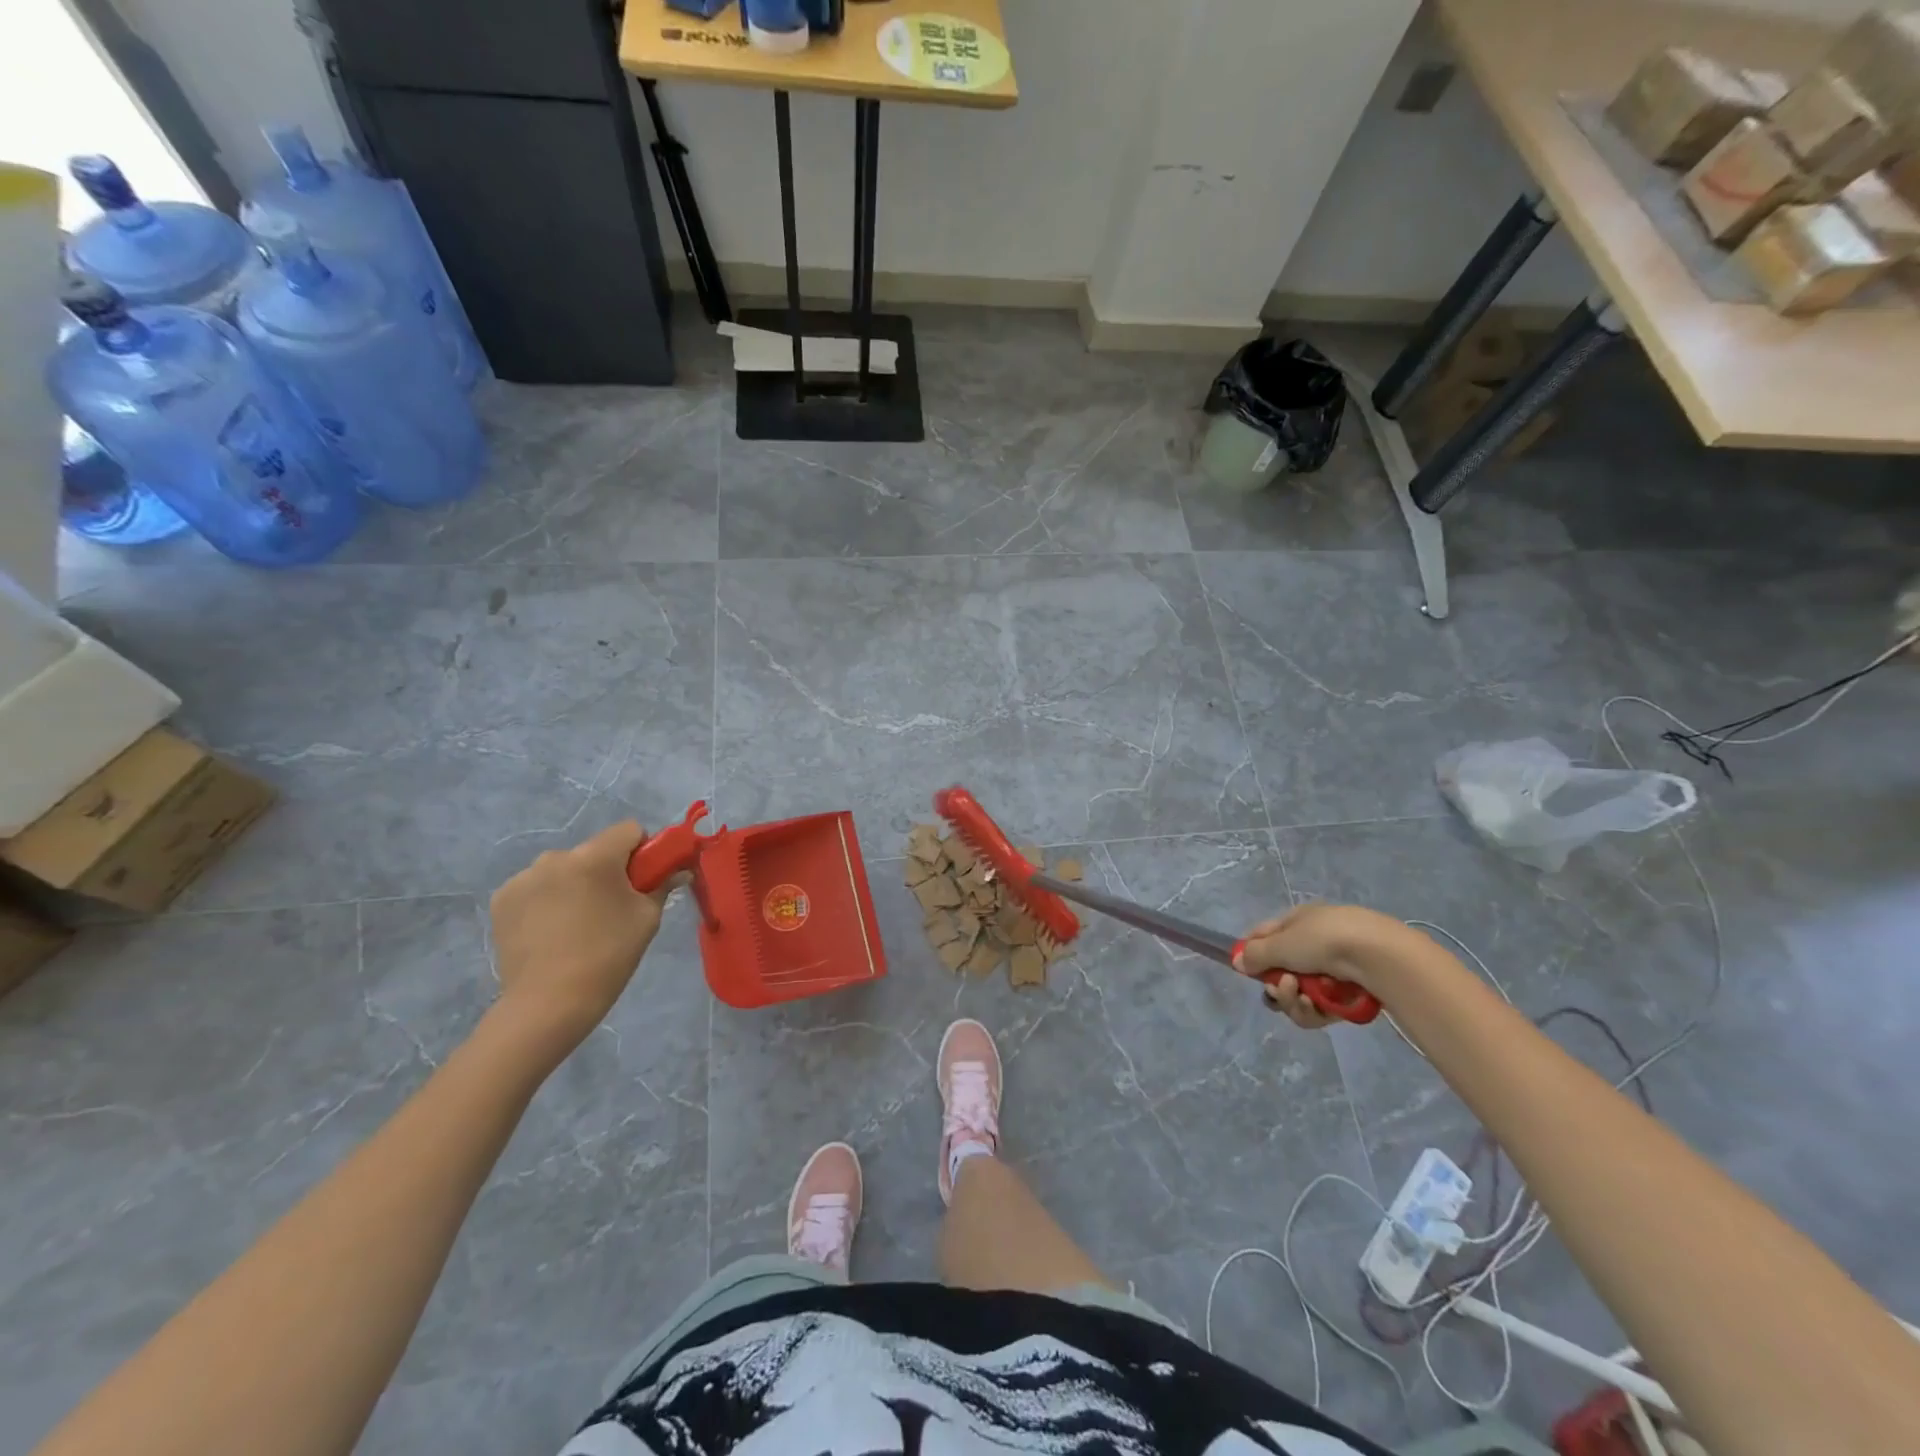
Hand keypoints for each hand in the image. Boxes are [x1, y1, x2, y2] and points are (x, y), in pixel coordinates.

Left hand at [489, 821, 672, 1051]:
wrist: (548, 1004)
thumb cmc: (608, 956)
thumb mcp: (647, 919)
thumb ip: (662, 885)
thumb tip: (678, 871)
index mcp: (595, 857)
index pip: (629, 830)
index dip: (643, 851)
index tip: (643, 880)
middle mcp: (556, 857)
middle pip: (594, 851)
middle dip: (607, 871)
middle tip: (612, 908)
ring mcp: (524, 878)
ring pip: (563, 869)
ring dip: (574, 885)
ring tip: (577, 925)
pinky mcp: (502, 900)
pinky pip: (536, 887)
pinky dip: (547, 901)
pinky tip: (550, 932)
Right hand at [1233, 903, 1411, 1028]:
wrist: (1378, 958)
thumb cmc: (1324, 940)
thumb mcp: (1281, 943)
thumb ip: (1255, 955)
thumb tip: (1236, 962)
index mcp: (1298, 922)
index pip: (1264, 936)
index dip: (1251, 953)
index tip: (1246, 969)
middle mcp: (1313, 945)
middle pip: (1280, 972)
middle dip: (1278, 984)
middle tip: (1284, 988)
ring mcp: (1332, 972)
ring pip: (1299, 995)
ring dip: (1295, 1000)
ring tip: (1305, 998)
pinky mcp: (1348, 997)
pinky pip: (1319, 1009)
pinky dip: (1315, 1010)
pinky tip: (1319, 1006)